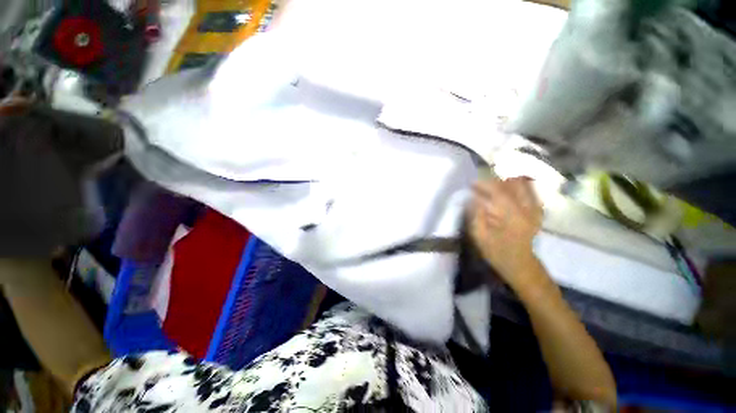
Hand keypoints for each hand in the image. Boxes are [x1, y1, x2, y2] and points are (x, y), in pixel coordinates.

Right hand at [469, 176, 543, 287]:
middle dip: (495, 181)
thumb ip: (476, 215)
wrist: (521, 264)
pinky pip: (531, 191)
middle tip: (481, 185)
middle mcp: (527, 209)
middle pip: (513, 184)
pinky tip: (508, 189)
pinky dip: (518, 186)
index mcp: (512, 216)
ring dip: (506, 182)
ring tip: (492, 186)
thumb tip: (471, 198)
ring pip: (523, 185)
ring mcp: (535, 209)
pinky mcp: (537, 211)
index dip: (484, 184)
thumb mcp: (481, 237)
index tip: (471, 183)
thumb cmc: (498, 252)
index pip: (499, 191)